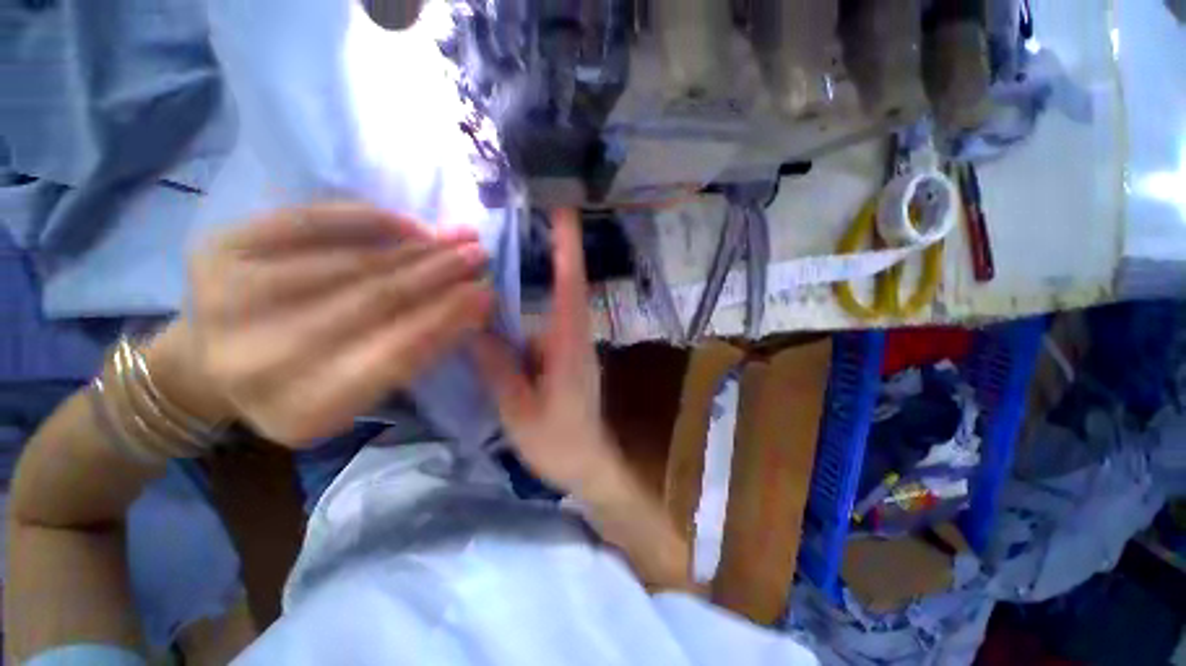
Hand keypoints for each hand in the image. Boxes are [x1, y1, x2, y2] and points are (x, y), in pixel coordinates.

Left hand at [175, 202, 493, 445]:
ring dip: (418, 247)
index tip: (486, 295)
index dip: (448, 319)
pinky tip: (411, 225)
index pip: (398, 354)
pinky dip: (370, 219)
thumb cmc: (300, 386)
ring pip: (353, 261)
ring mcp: (233, 295)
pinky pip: (313, 221)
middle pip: (376, 300)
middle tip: (480, 255)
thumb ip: (413, 355)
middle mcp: (261, 357)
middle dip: (440, 274)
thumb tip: (470, 305)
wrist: (206, 365)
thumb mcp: (359, 394)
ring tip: (459, 238)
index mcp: (305, 408)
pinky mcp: (222, 247)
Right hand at [471, 208, 623, 495]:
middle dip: (552, 253)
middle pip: (565, 287)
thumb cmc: (558, 442)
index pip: (572, 285)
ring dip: (535, 286)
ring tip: (499, 266)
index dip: (569, 247)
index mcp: (569, 345)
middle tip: (523, 222)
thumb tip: (474, 324)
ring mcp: (573, 346)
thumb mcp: (520, 409)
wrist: (588, 465)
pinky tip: (503, 316)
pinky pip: (546, 326)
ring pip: (553, 306)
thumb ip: (499, 367)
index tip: (564, 210)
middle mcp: (576, 337)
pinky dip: (528, 315)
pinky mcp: (567, 357)